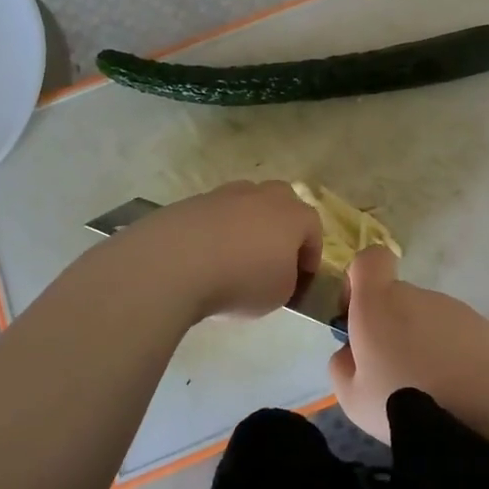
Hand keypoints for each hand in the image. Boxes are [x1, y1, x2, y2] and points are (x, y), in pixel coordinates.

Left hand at [99, 181, 322, 323]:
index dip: (311, 255)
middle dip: (281, 227)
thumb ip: (287, 279)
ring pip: (245, 204)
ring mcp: (224, 194)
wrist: (175, 263)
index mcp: (293, 215)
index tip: (303, 279)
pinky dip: (214, 231)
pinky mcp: (192, 202)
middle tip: (273, 257)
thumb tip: (277, 271)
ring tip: (234, 258)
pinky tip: (204, 257)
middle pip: (281, 202)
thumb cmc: (241, 280)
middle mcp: (262, 196)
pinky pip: (213, 215)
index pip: (313, 228)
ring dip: (246, 226)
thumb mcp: (279, 294)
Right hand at [328, 246, 488, 441]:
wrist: (483, 412)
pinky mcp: (483, 326)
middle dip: (391, 326)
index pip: (370, 260)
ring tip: (429, 388)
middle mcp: (415, 295)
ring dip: (423, 343)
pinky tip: (457, 389)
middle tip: (392, 372)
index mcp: (378, 303)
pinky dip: (452, 354)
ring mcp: (453, 308)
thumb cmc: (403, 401)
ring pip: (427, 319)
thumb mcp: (351, 397)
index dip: (360, 279)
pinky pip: (456, 335)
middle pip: (397, 298)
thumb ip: (342, 365)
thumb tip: (350, 352)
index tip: (357, 314)